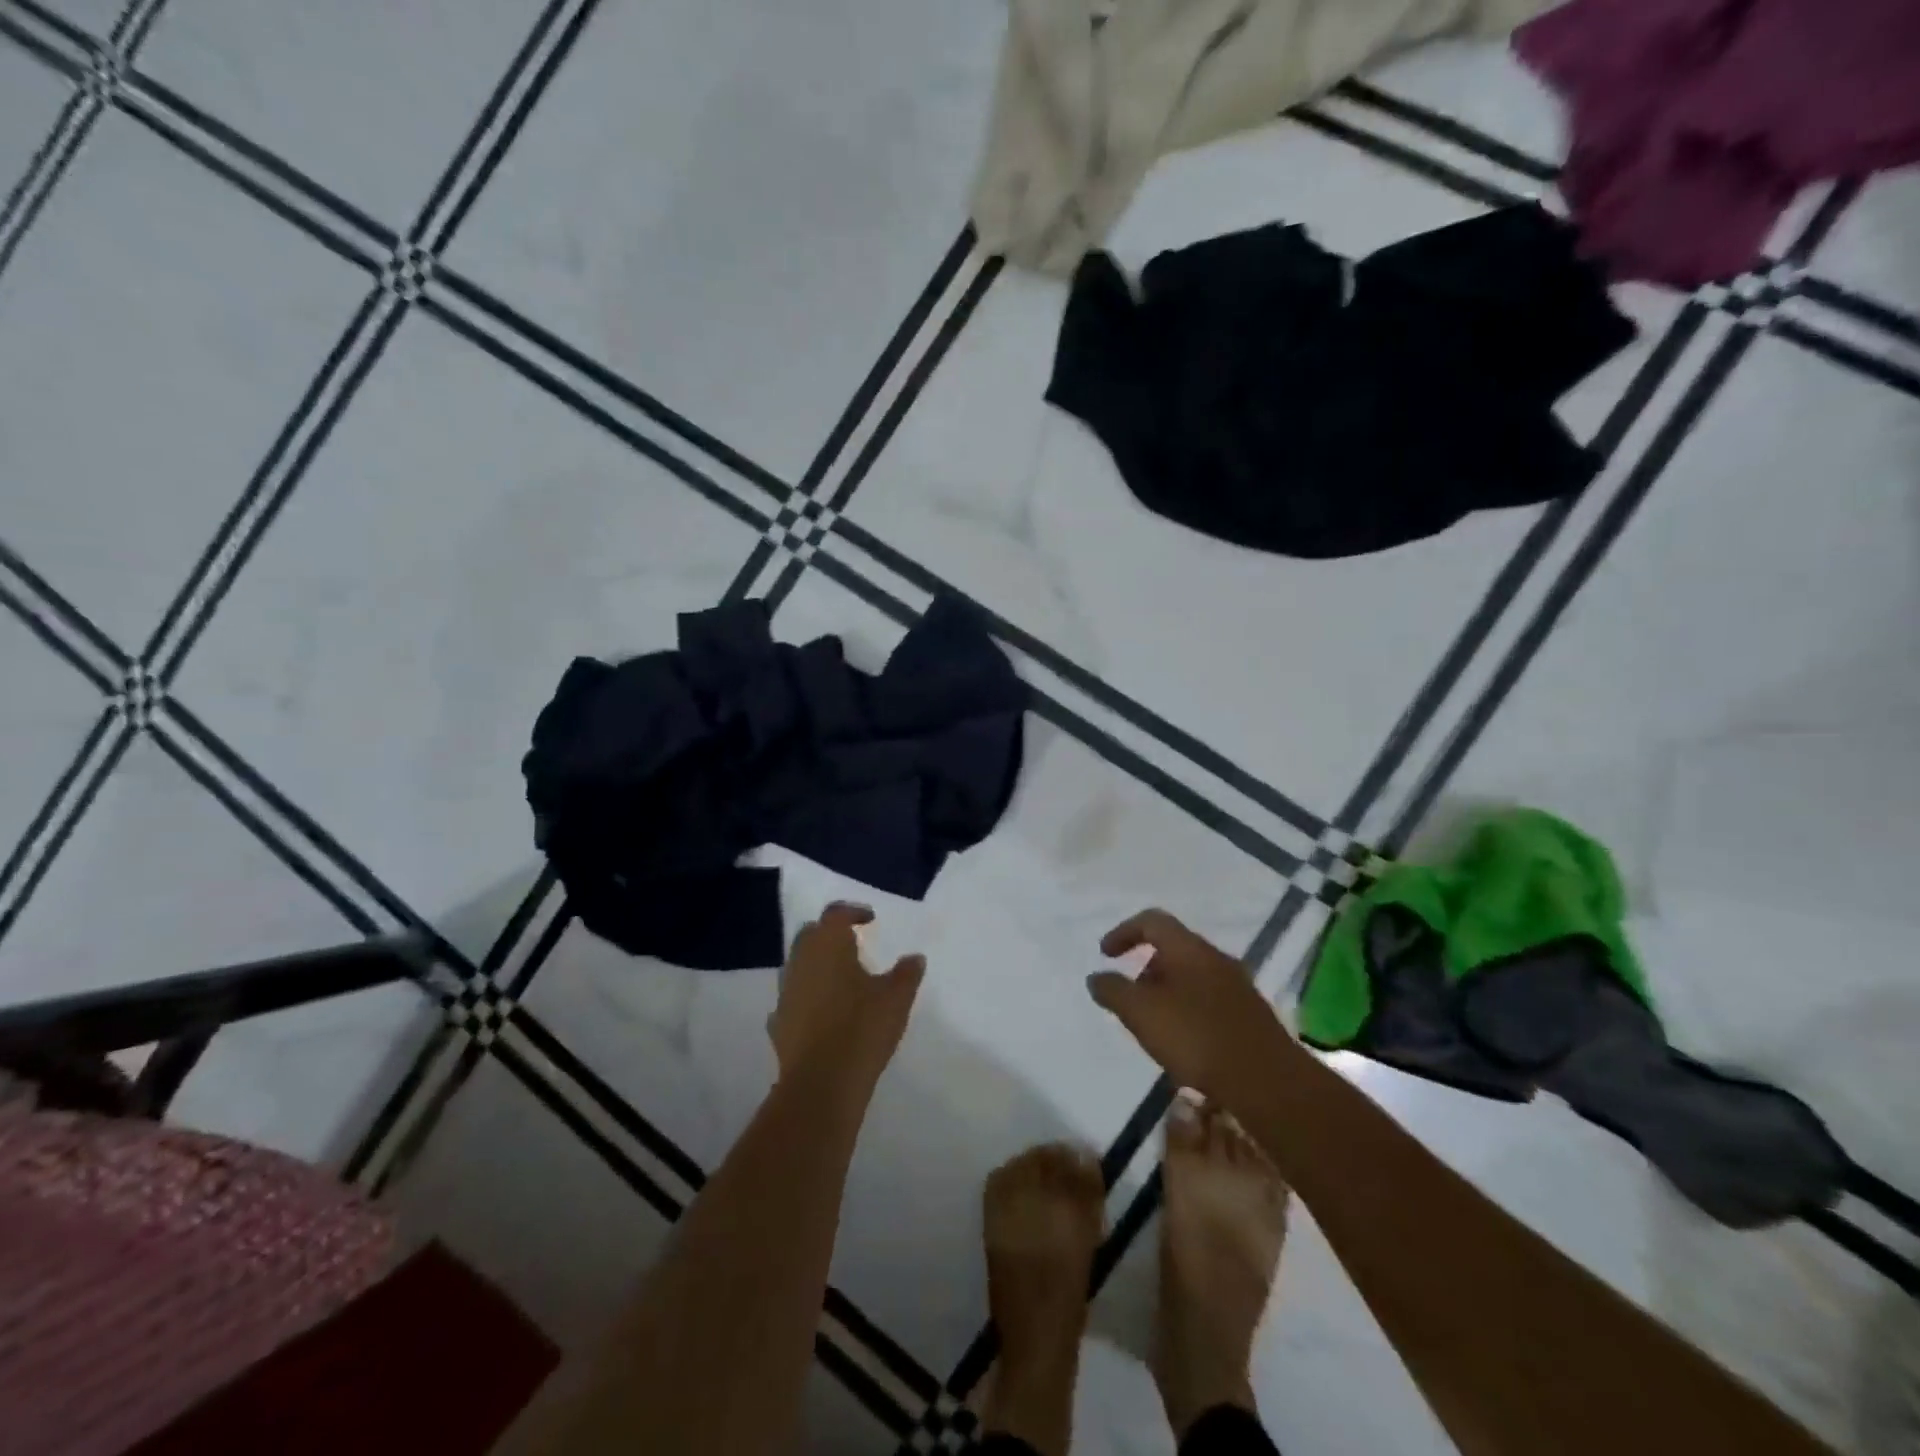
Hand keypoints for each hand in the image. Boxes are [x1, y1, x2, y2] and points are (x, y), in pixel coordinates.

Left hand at [770, 903, 924, 1084]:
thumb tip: (915, 958)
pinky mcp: (779, 1023)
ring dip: (818, 965)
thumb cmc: (861, 1028)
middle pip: (811, 935)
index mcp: (828, 945)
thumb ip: (906, 973)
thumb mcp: (896, 998)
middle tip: (854, 943)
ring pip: (799, 965)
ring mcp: (785, 993)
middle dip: (830, 934)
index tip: (870, 919)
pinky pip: (794, 998)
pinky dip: (809, 996)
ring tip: (843, 979)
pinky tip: (825, 1012)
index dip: (853, 912)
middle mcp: (801, 961)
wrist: (821, 1084)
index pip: (835, 914)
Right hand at [1086, 909, 1286, 1102]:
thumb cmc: (1196, 1037)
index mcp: (1189, 948)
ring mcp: (1238, 986)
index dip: (1124, 932)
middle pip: (1173, 947)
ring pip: (1193, 975)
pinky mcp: (1250, 1014)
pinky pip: (1209, 998)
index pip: (1152, 921)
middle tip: (1130, 994)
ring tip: (1153, 1022)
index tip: (1105, 954)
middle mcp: (1216, 958)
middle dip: (1145, 966)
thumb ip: (1113, 991)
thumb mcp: (1141, 1013)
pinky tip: (1184, 1040)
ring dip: (1167, 990)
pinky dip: (1188, 1008)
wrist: (1267, 1081)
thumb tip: (1096, 977)